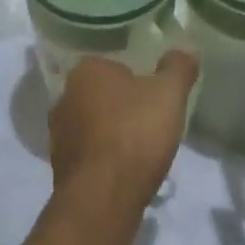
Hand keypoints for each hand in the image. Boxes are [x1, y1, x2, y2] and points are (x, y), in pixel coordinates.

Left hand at [48, 52, 198, 213]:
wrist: (103, 196)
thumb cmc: (135, 132)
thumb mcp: (169, 93)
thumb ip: (178, 68)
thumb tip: (186, 48)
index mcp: (85, 71)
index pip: (113, 65)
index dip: (137, 79)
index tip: (155, 96)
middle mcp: (64, 97)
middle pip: (101, 95)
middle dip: (122, 106)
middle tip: (150, 121)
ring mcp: (58, 133)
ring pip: (92, 124)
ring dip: (111, 133)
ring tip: (140, 149)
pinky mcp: (60, 166)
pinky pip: (88, 153)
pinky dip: (104, 158)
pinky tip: (124, 170)